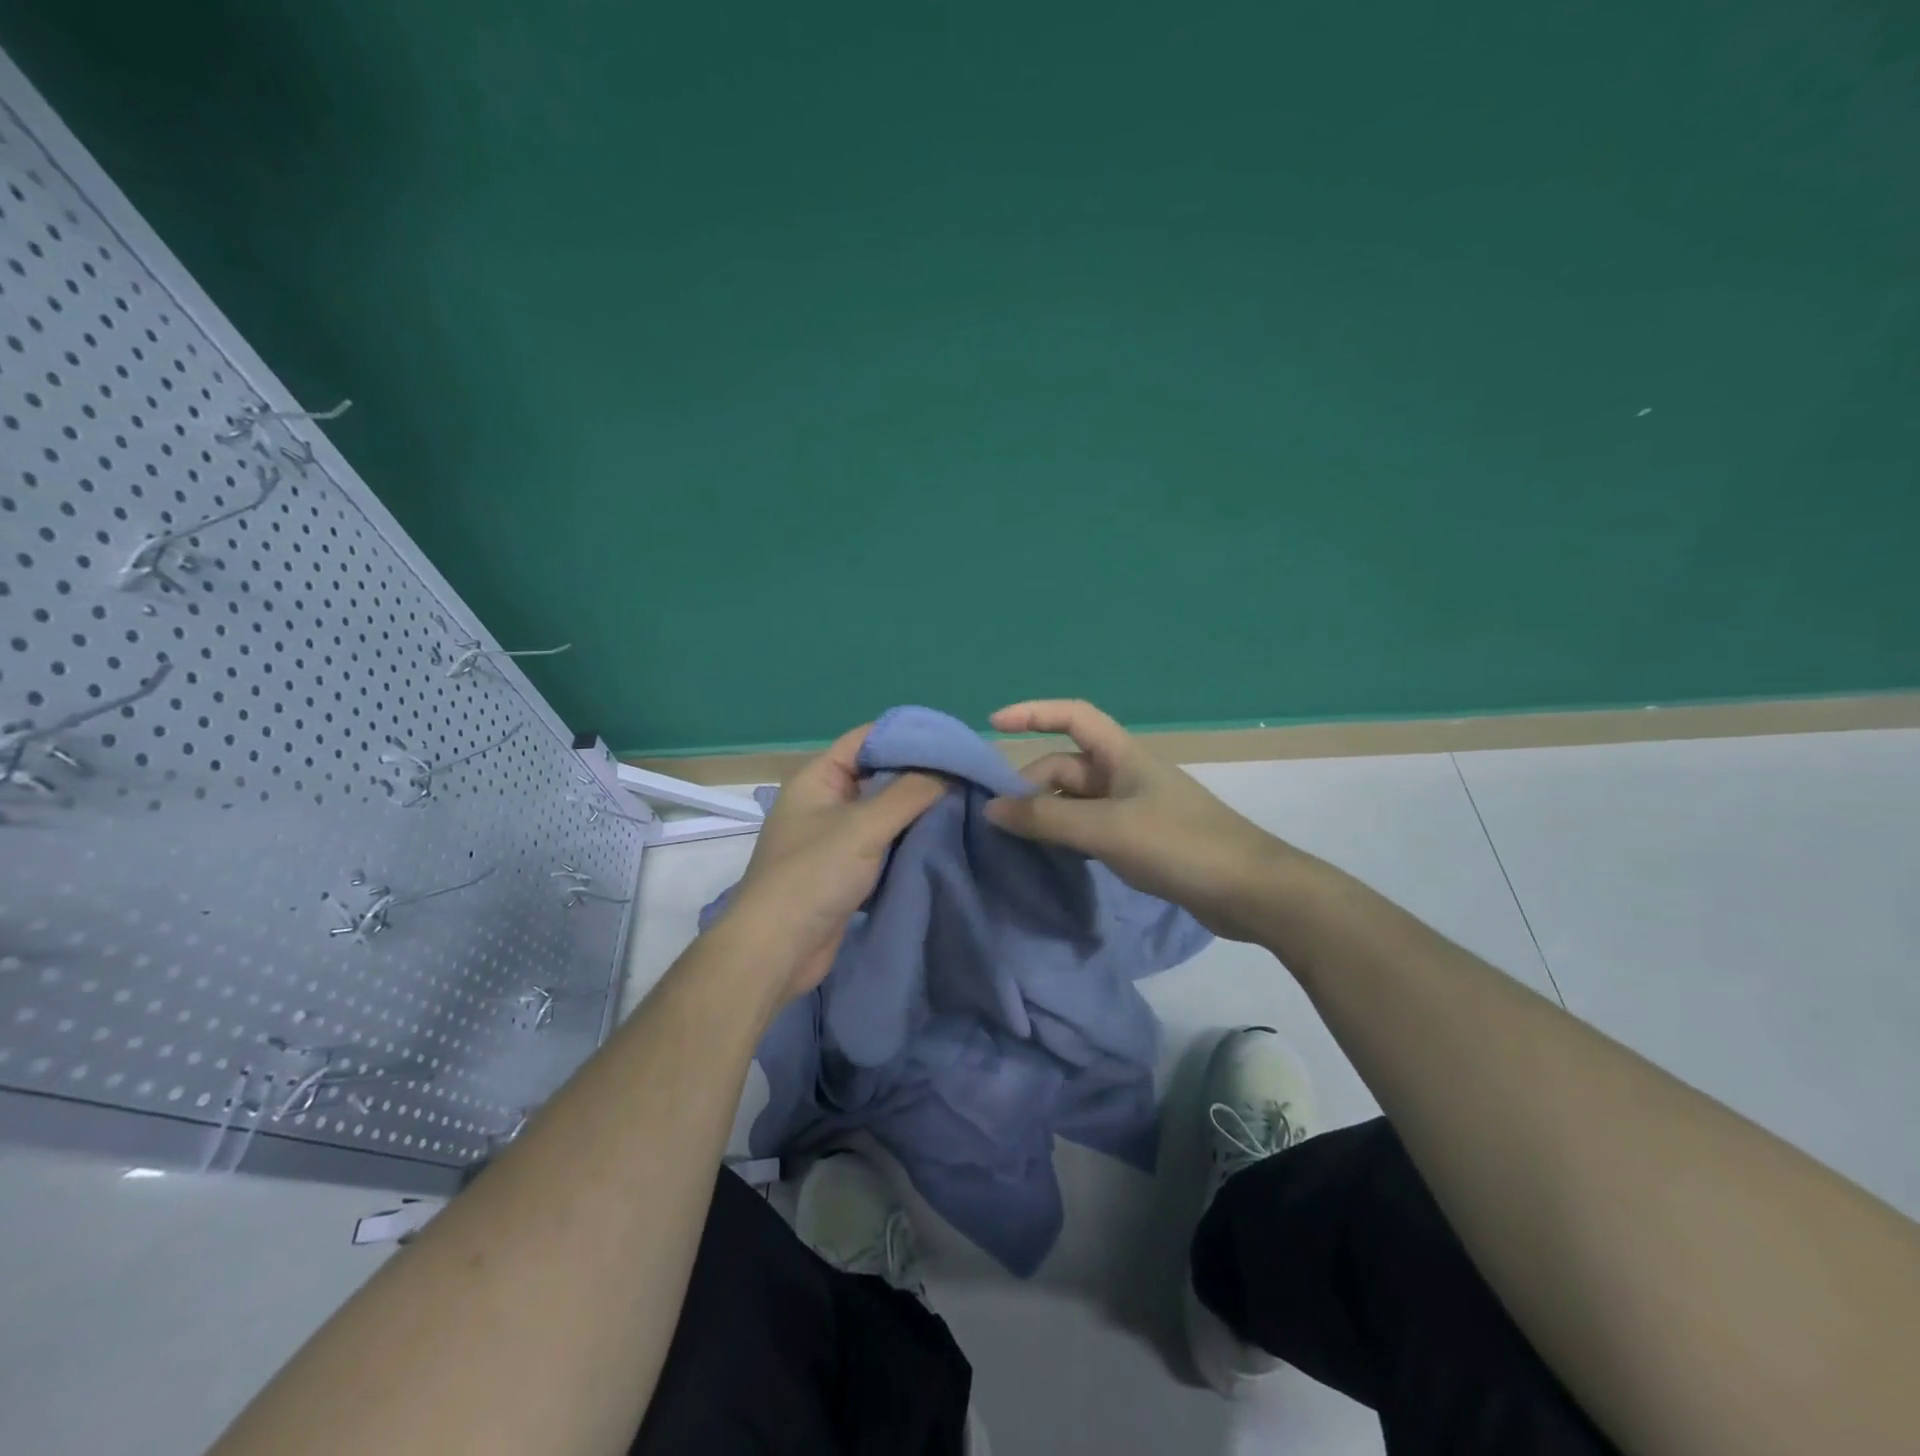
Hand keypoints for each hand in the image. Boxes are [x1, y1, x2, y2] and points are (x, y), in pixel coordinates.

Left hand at [727, 724, 946, 1002]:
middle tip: (967, 775)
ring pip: (885, 813)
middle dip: (920, 776)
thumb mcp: (864, 826)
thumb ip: (910, 793)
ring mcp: (835, 838)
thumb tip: (951, 770)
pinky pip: (884, 845)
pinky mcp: (847, 871)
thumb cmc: (813, 876)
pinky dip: (909, 841)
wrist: (777, 951)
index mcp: (818, 778)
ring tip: (965, 804)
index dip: (908, 736)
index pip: (867, 740)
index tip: (952, 743)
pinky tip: (943, 839)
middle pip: (879, 776)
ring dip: (918, 811)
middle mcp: (825, 802)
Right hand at [984, 699, 1290, 940]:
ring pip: (1077, 801)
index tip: (993, 724)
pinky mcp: (1142, 841)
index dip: (1033, 713)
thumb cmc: (1179, 844)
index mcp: (1122, 755)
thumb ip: (1047, 818)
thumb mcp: (1106, 828)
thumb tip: (992, 809)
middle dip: (1031, 785)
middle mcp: (1125, 775)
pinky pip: (1092, 828)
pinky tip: (1051, 859)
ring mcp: (1134, 809)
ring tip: (1015, 841)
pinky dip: (1068, 837)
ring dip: (1047, 815)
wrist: (1250, 891)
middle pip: (1067, 766)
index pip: (1072, 716)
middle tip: (999, 821)